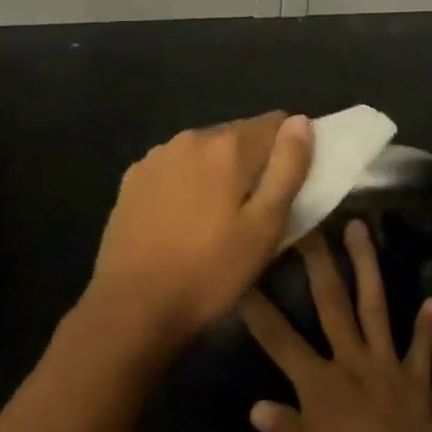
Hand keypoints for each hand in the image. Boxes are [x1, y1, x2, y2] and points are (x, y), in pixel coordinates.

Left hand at [90, 112, 312, 346]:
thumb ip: (289, 167)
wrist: (131, 310)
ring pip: (205, 151)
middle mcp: (192, 137)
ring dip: (217, 171)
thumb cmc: (210, 272)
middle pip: (238, 136)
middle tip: (250, 212)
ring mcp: (157, 156)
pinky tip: (180, 220)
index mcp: (229, 145)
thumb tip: (300, 121)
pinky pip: (175, 167)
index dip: (287, 151)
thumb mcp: (266, 226)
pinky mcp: (133, 178)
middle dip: (251, 163)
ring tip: (214, 219)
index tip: (283, 187)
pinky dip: (186, 182)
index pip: (275, 123)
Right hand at [240, 220, 431, 431]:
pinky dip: (426, 327)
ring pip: (375, 306)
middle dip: (318, 262)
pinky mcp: (417, 384)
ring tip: (360, 229)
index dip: (258, 310)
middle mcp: (352, 365)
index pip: (279, 340)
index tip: (245, 276)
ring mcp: (387, 369)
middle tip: (311, 224)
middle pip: (331, 303)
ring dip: (367, 265)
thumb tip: (259, 407)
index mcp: (319, 387)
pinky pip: (422, 349)